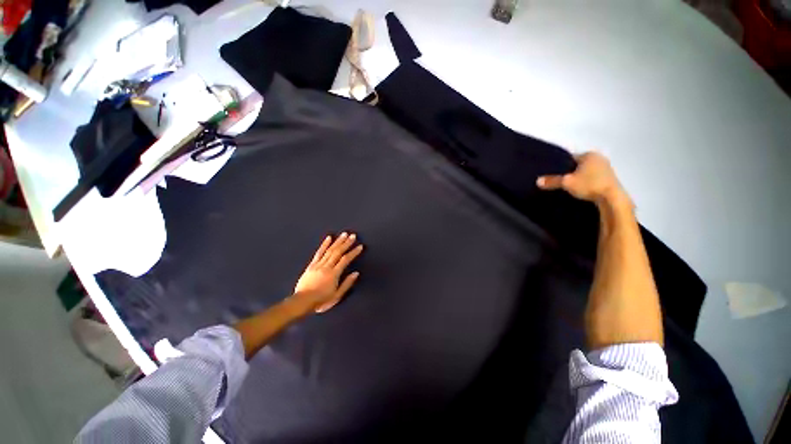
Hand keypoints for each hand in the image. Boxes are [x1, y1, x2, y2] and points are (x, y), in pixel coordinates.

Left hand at [293, 233, 363, 312]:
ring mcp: (318, 265)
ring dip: (338, 241)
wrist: (302, 302)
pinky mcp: (311, 265)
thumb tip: (356, 273)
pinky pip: (318, 253)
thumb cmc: (321, 300)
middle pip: (338, 252)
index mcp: (334, 274)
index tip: (360, 246)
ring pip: (329, 250)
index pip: (345, 260)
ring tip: (344, 234)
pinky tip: (328, 238)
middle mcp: (326, 267)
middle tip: (353, 235)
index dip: (353, 252)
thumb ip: (347, 284)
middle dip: (346, 243)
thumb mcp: (337, 296)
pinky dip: (324, 244)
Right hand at [536, 152, 628, 205]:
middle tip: (559, 181)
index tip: (552, 173)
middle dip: (570, 172)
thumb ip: (552, 181)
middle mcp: (599, 158)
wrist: (611, 198)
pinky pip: (593, 179)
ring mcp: (607, 169)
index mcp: (589, 155)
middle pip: (578, 165)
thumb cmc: (589, 185)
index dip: (560, 165)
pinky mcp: (610, 179)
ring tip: (568, 187)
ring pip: (586, 172)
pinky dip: (586, 183)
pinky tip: (580, 190)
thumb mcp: (566, 183)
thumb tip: (538, 181)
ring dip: (579, 178)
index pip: (570, 158)